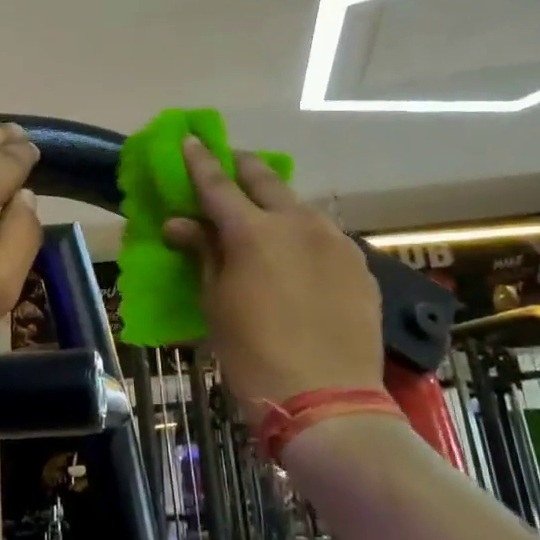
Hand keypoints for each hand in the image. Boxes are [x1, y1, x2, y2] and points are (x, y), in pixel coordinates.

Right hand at [163, 138, 384, 413]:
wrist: (327, 401)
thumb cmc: (253, 354)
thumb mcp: (216, 303)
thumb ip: (203, 253)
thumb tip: (180, 224)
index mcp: (253, 231)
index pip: (217, 184)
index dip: (199, 161)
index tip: (189, 138)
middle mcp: (297, 222)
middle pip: (265, 180)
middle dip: (243, 166)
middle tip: (229, 161)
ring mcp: (334, 241)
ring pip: (299, 206)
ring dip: (276, 202)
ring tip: (264, 213)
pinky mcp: (359, 264)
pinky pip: (324, 236)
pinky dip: (303, 234)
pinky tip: (298, 254)